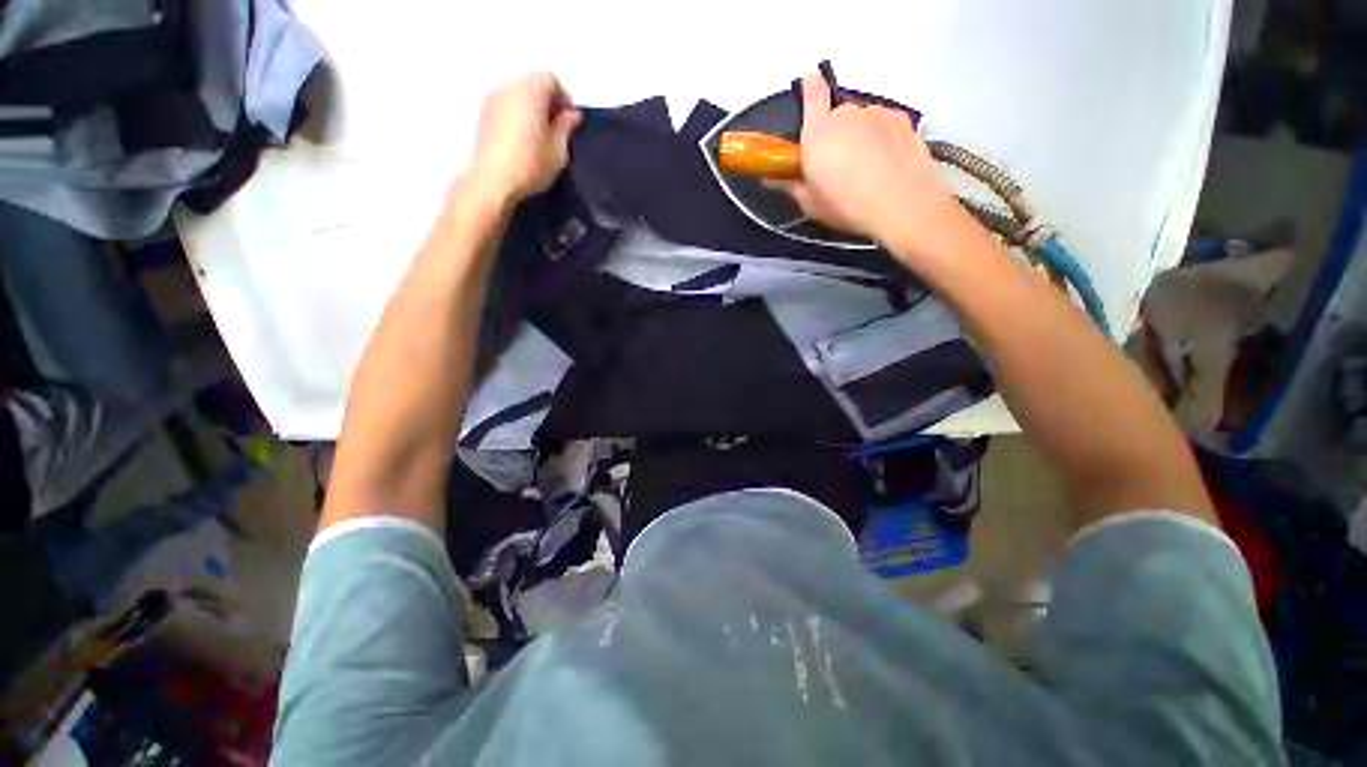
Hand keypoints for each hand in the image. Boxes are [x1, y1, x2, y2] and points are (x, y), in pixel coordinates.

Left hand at [465, 72, 582, 206]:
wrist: (492, 181)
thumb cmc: (531, 165)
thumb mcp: (559, 150)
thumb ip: (566, 127)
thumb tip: (572, 114)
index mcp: (531, 91)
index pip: (551, 80)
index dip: (564, 99)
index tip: (570, 122)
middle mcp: (509, 86)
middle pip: (533, 82)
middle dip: (547, 100)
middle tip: (556, 128)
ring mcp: (492, 98)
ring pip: (518, 93)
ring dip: (531, 107)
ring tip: (539, 135)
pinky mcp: (483, 113)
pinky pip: (506, 104)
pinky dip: (517, 113)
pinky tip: (522, 138)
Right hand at [767, 73, 956, 249]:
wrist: (901, 203)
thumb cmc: (846, 205)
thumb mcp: (810, 204)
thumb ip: (791, 185)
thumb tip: (771, 178)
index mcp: (818, 132)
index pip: (812, 94)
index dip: (809, 86)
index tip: (808, 80)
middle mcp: (846, 114)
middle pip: (837, 116)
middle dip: (835, 134)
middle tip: (838, 164)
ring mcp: (877, 113)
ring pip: (862, 119)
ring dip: (859, 135)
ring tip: (866, 167)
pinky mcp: (902, 120)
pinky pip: (884, 123)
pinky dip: (882, 136)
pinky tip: (886, 161)